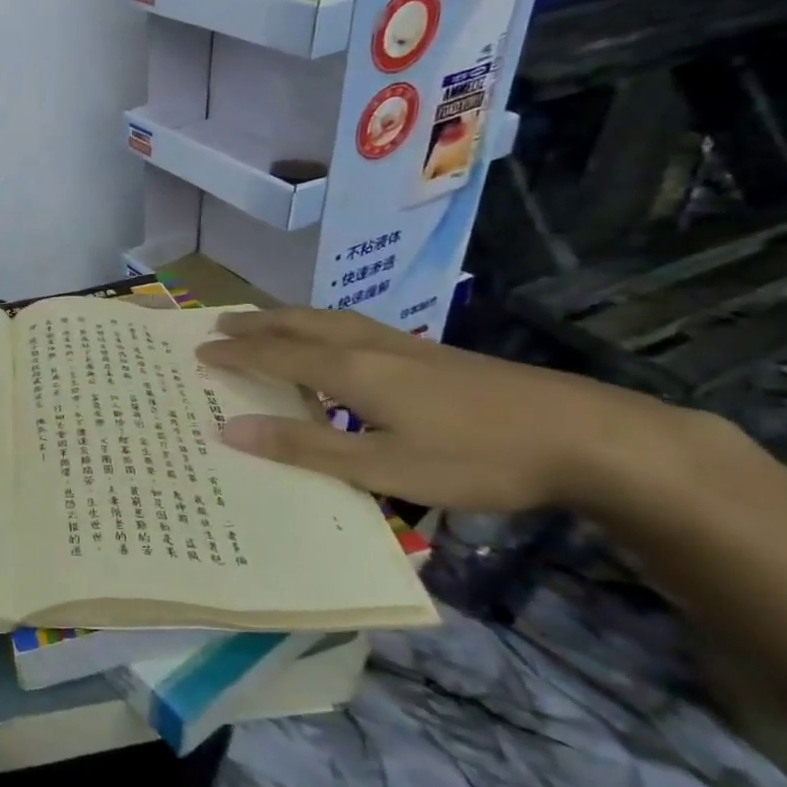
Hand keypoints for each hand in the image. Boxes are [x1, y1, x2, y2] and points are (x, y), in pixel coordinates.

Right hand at [195, 308, 718, 513]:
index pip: (275, 355)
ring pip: (329, 320)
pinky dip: (321, 327)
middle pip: (299, 325)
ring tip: (264, 322)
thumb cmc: (475, 457)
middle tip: (218, 325)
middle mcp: (370, 346)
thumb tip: (228, 429)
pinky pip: (354, 327)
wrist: (588, 436)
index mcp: (351, 370)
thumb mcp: (383, 467)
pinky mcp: (433, 354)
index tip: (198, 352)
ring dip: (287, 319)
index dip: (235, 354)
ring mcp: (406, 345)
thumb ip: (305, 448)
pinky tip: (336, 342)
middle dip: (255, 325)